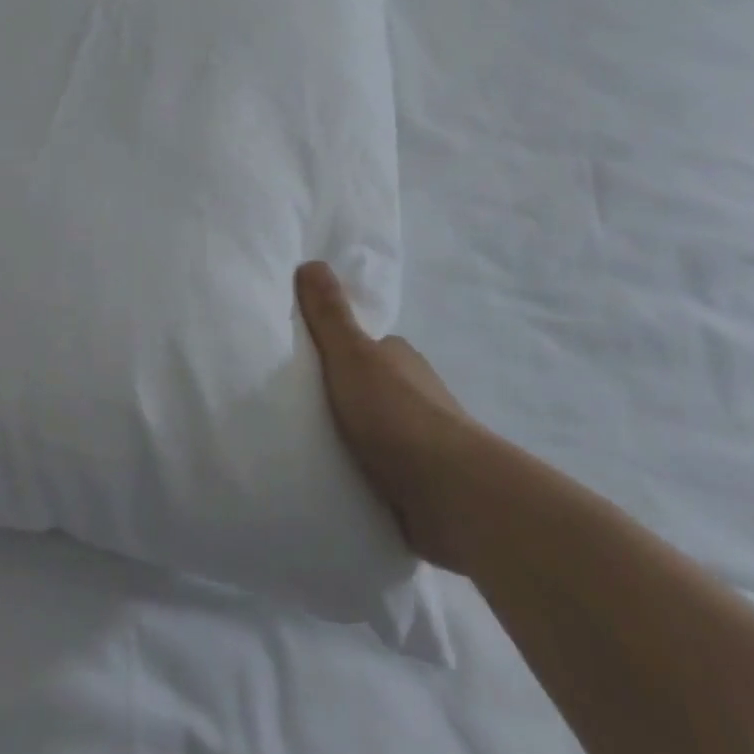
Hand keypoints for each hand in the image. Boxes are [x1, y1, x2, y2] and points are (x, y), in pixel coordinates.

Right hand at [297, 261, 476, 568]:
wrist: (450, 491)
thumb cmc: (395, 412)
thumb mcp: (351, 354)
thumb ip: (330, 314)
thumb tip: (311, 261)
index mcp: (399, 357)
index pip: (366, 345)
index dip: (338, 350)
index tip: (306, 365)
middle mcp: (416, 391)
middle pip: (373, 386)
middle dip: (346, 396)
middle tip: (303, 409)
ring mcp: (424, 438)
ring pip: (382, 429)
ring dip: (360, 437)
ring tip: (317, 450)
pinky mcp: (426, 481)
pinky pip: (389, 468)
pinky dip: (371, 471)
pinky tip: (347, 481)